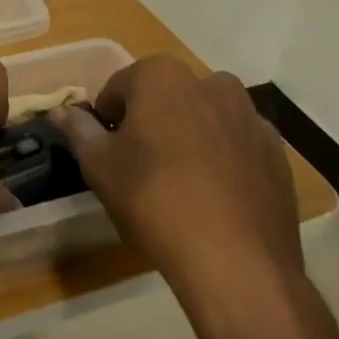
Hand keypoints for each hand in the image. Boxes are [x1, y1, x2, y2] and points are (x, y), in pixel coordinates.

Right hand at [49, 57, 303, 311]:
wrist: (235, 262)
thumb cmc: (154, 200)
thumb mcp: (100, 166)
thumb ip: (79, 130)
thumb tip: (60, 111)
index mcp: (162, 76)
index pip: (119, 86)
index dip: (107, 118)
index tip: (106, 150)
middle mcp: (210, 83)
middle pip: (167, 97)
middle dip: (151, 120)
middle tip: (139, 164)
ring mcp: (250, 117)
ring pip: (205, 117)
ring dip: (190, 136)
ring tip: (179, 182)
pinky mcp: (277, 154)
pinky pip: (237, 145)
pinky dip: (224, 159)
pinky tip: (214, 197)